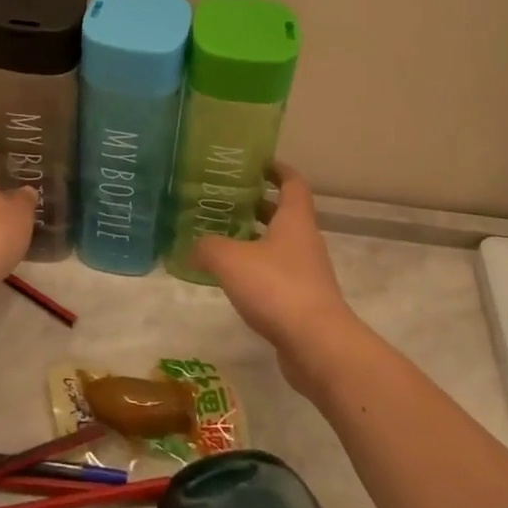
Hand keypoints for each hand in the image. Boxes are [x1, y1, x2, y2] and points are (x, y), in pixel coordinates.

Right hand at [194, 165, 359, 395]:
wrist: (317, 344)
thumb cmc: (277, 287)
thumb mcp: (231, 260)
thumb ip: (207, 247)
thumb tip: (190, 246)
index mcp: (295, 220)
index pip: (292, 182)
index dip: (276, 169)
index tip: (255, 163)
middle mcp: (304, 241)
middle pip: (284, 213)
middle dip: (257, 204)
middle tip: (225, 200)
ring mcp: (306, 272)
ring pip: (279, 245)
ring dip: (255, 238)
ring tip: (221, 236)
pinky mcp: (301, 300)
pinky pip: (276, 274)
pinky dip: (256, 269)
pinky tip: (232, 277)